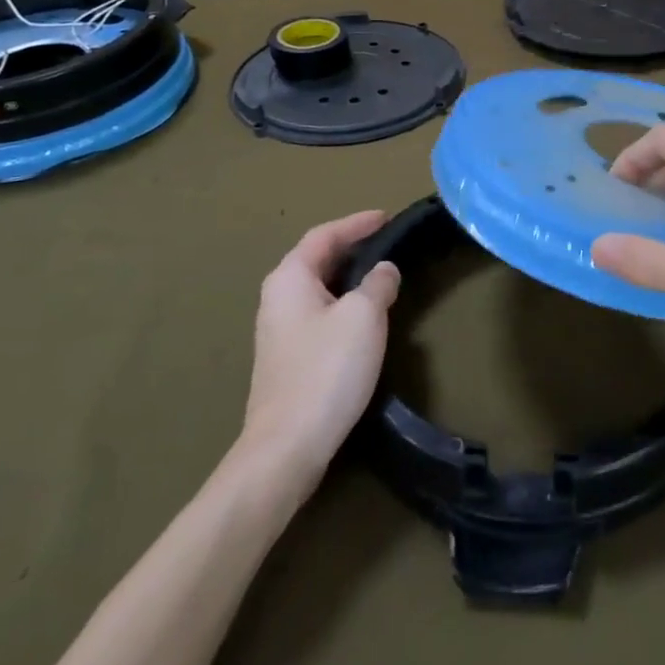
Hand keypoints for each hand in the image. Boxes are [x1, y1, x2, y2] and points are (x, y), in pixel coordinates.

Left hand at [235, 211, 400, 498]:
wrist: (287, 446)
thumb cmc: (326, 369)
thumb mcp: (364, 316)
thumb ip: (378, 283)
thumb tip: (384, 271)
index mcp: (290, 278)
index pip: (324, 235)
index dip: (356, 223)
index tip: (386, 217)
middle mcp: (277, 297)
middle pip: (317, 259)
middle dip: (351, 247)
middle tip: (387, 242)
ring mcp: (278, 331)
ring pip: (318, 289)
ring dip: (348, 277)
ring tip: (381, 275)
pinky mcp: (287, 358)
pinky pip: (318, 313)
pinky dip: (342, 303)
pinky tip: (363, 317)